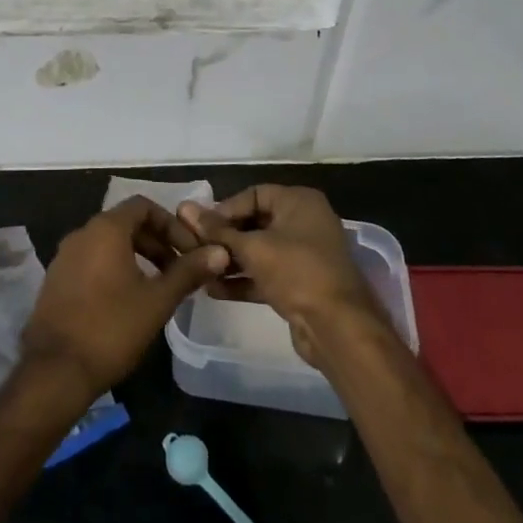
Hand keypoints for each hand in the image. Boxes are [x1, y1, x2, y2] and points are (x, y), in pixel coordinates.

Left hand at [22, 196, 229, 400]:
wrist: (55, 370)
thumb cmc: (112, 328)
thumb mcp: (158, 300)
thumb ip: (188, 272)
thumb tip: (219, 251)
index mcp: (105, 229)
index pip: (143, 206)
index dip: (171, 224)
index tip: (190, 250)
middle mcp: (81, 234)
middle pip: (126, 223)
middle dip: (157, 242)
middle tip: (180, 271)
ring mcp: (64, 257)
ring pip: (108, 244)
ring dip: (137, 256)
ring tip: (159, 287)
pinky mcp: (56, 280)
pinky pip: (92, 261)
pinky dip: (115, 269)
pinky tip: (128, 300)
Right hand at [177, 185, 383, 368]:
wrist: (338, 328)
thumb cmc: (296, 272)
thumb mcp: (253, 247)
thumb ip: (217, 230)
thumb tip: (184, 209)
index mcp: (299, 202)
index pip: (254, 194)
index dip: (225, 209)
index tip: (200, 227)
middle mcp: (304, 222)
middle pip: (255, 222)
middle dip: (224, 237)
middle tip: (195, 248)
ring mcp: (303, 255)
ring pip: (259, 250)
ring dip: (230, 260)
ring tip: (199, 270)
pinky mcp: (299, 284)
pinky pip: (265, 274)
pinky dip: (243, 280)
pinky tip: (213, 289)